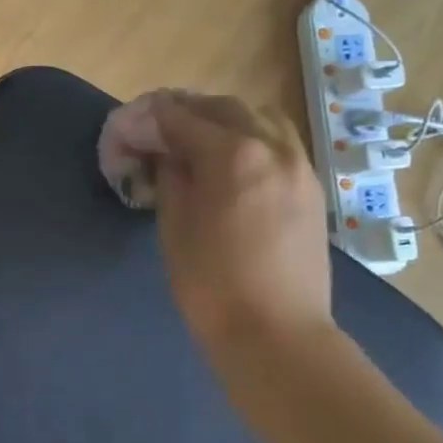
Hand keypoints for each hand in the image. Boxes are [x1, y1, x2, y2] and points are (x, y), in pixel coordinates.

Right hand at [147, 93, 332, 350]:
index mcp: (232, 154)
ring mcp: (299, 165)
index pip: (181, 118)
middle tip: (159, 128)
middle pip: (223, 108)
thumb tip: (165, 153)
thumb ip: (170, 176)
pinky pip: (280, 142)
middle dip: (187, 111)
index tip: (131, 123)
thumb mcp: (174, 225)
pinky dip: (252, 138)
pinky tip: (234, 163)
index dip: (150, 118)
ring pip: (259, 118)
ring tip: (199, 141)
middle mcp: (271, 147)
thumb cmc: (210, 284)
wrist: (275, 333)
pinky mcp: (311, 187)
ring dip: (224, 119)